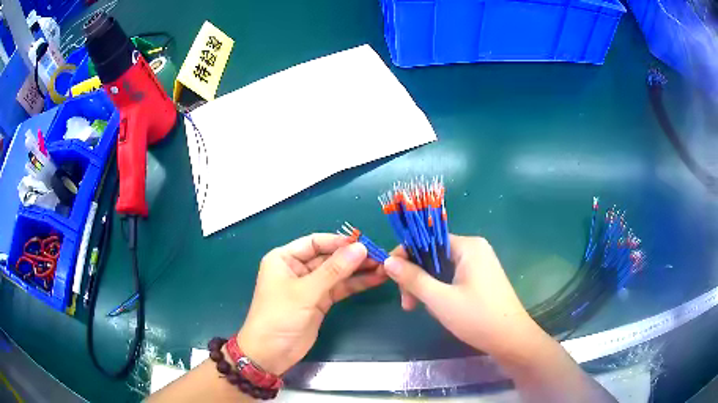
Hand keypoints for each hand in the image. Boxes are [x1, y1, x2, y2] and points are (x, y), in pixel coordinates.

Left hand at [236, 234, 386, 374]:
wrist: (271, 353)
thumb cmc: (280, 316)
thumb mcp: (306, 292)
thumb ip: (334, 270)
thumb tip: (360, 248)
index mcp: (284, 258)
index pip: (315, 242)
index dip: (339, 242)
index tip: (364, 243)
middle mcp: (297, 268)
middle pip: (328, 257)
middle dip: (352, 257)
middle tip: (379, 256)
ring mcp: (310, 286)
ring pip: (337, 273)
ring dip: (358, 270)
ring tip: (383, 267)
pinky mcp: (320, 301)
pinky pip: (339, 288)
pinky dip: (355, 284)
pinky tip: (375, 279)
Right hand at [384, 235, 540, 356]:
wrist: (511, 339)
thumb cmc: (477, 317)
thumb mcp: (440, 299)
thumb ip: (413, 278)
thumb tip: (387, 261)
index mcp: (468, 246)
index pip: (427, 240)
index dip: (405, 256)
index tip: (390, 277)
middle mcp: (475, 249)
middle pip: (433, 255)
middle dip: (416, 278)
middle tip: (407, 304)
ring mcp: (480, 264)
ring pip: (441, 268)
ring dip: (426, 286)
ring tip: (418, 308)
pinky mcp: (482, 278)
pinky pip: (452, 277)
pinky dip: (439, 289)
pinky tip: (436, 306)